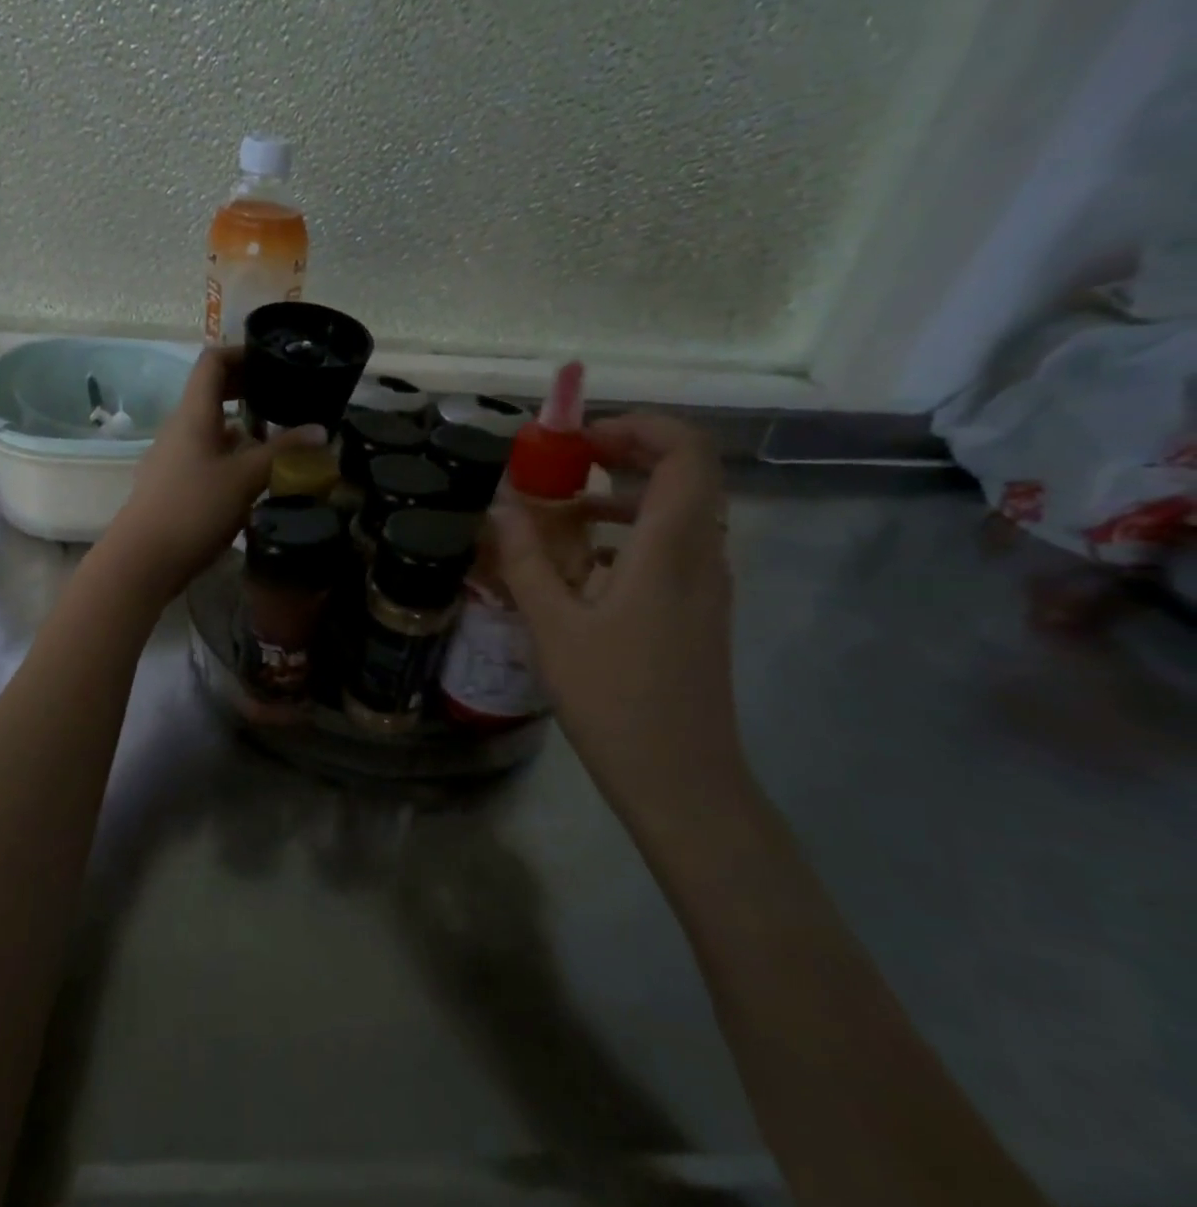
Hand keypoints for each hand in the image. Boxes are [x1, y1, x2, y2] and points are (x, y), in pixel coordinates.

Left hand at [100, 345, 320, 601]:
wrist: (143, 560)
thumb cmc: (194, 509)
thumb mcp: (246, 478)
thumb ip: (284, 452)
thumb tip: (321, 430)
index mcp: (193, 414)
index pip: (213, 362)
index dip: (242, 352)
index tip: (273, 358)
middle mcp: (179, 428)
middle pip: (212, 394)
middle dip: (248, 390)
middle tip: (285, 396)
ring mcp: (173, 457)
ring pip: (211, 429)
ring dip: (243, 427)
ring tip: (278, 438)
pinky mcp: (173, 485)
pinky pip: (206, 456)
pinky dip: (232, 455)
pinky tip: (254, 476)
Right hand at [494, 413, 745, 817]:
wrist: (680, 779)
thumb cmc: (614, 699)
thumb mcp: (554, 628)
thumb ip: (525, 560)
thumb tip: (500, 507)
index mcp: (671, 549)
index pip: (685, 452)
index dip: (638, 426)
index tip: (579, 439)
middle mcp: (702, 554)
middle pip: (686, 472)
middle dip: (627, 453)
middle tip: (568, 462)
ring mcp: (707, 584)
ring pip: (679, 510)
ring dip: (624, 495)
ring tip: (562, 512)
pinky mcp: (699, 610)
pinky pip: (672, 546)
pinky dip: (630, 533)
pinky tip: (583, 565)